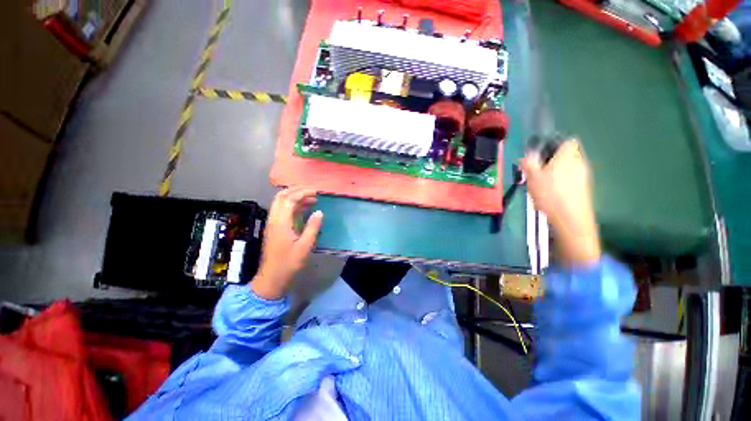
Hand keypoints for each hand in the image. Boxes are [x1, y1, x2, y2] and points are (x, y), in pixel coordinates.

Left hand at [252, 187, 322, 299]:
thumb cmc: (289, 263)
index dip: (302, 192)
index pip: (289, 199)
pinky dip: (293, 205)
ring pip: (281, 202)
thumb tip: (319, 212)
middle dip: (296, 190)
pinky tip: (304, 208)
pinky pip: (282, 210)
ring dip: (294, 197)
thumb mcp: (305, 246)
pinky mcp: (274, 228)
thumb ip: (312, 227)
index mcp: (281, 223)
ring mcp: (273, 223)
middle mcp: (274, 219)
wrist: (272, 278)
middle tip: (312, 191)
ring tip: (311, 198)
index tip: (316, 192)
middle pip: (281, 197)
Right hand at [520, 140, 600, 265]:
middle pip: (568, 155)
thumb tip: (526, 156)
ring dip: (557, 173)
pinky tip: (551, 194)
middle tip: (537, 171)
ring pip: (569, 168)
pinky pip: (572, 180)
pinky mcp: (584, 190)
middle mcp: (580, 162)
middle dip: (553, 160)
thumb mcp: (532, 177)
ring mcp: (584, 177)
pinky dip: (562, 183)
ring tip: (542, 185)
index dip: (555, 144)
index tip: (542, 154)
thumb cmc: (550, 193)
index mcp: (568, 155)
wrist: (571, 219)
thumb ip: (528, 163)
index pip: (568, 141)